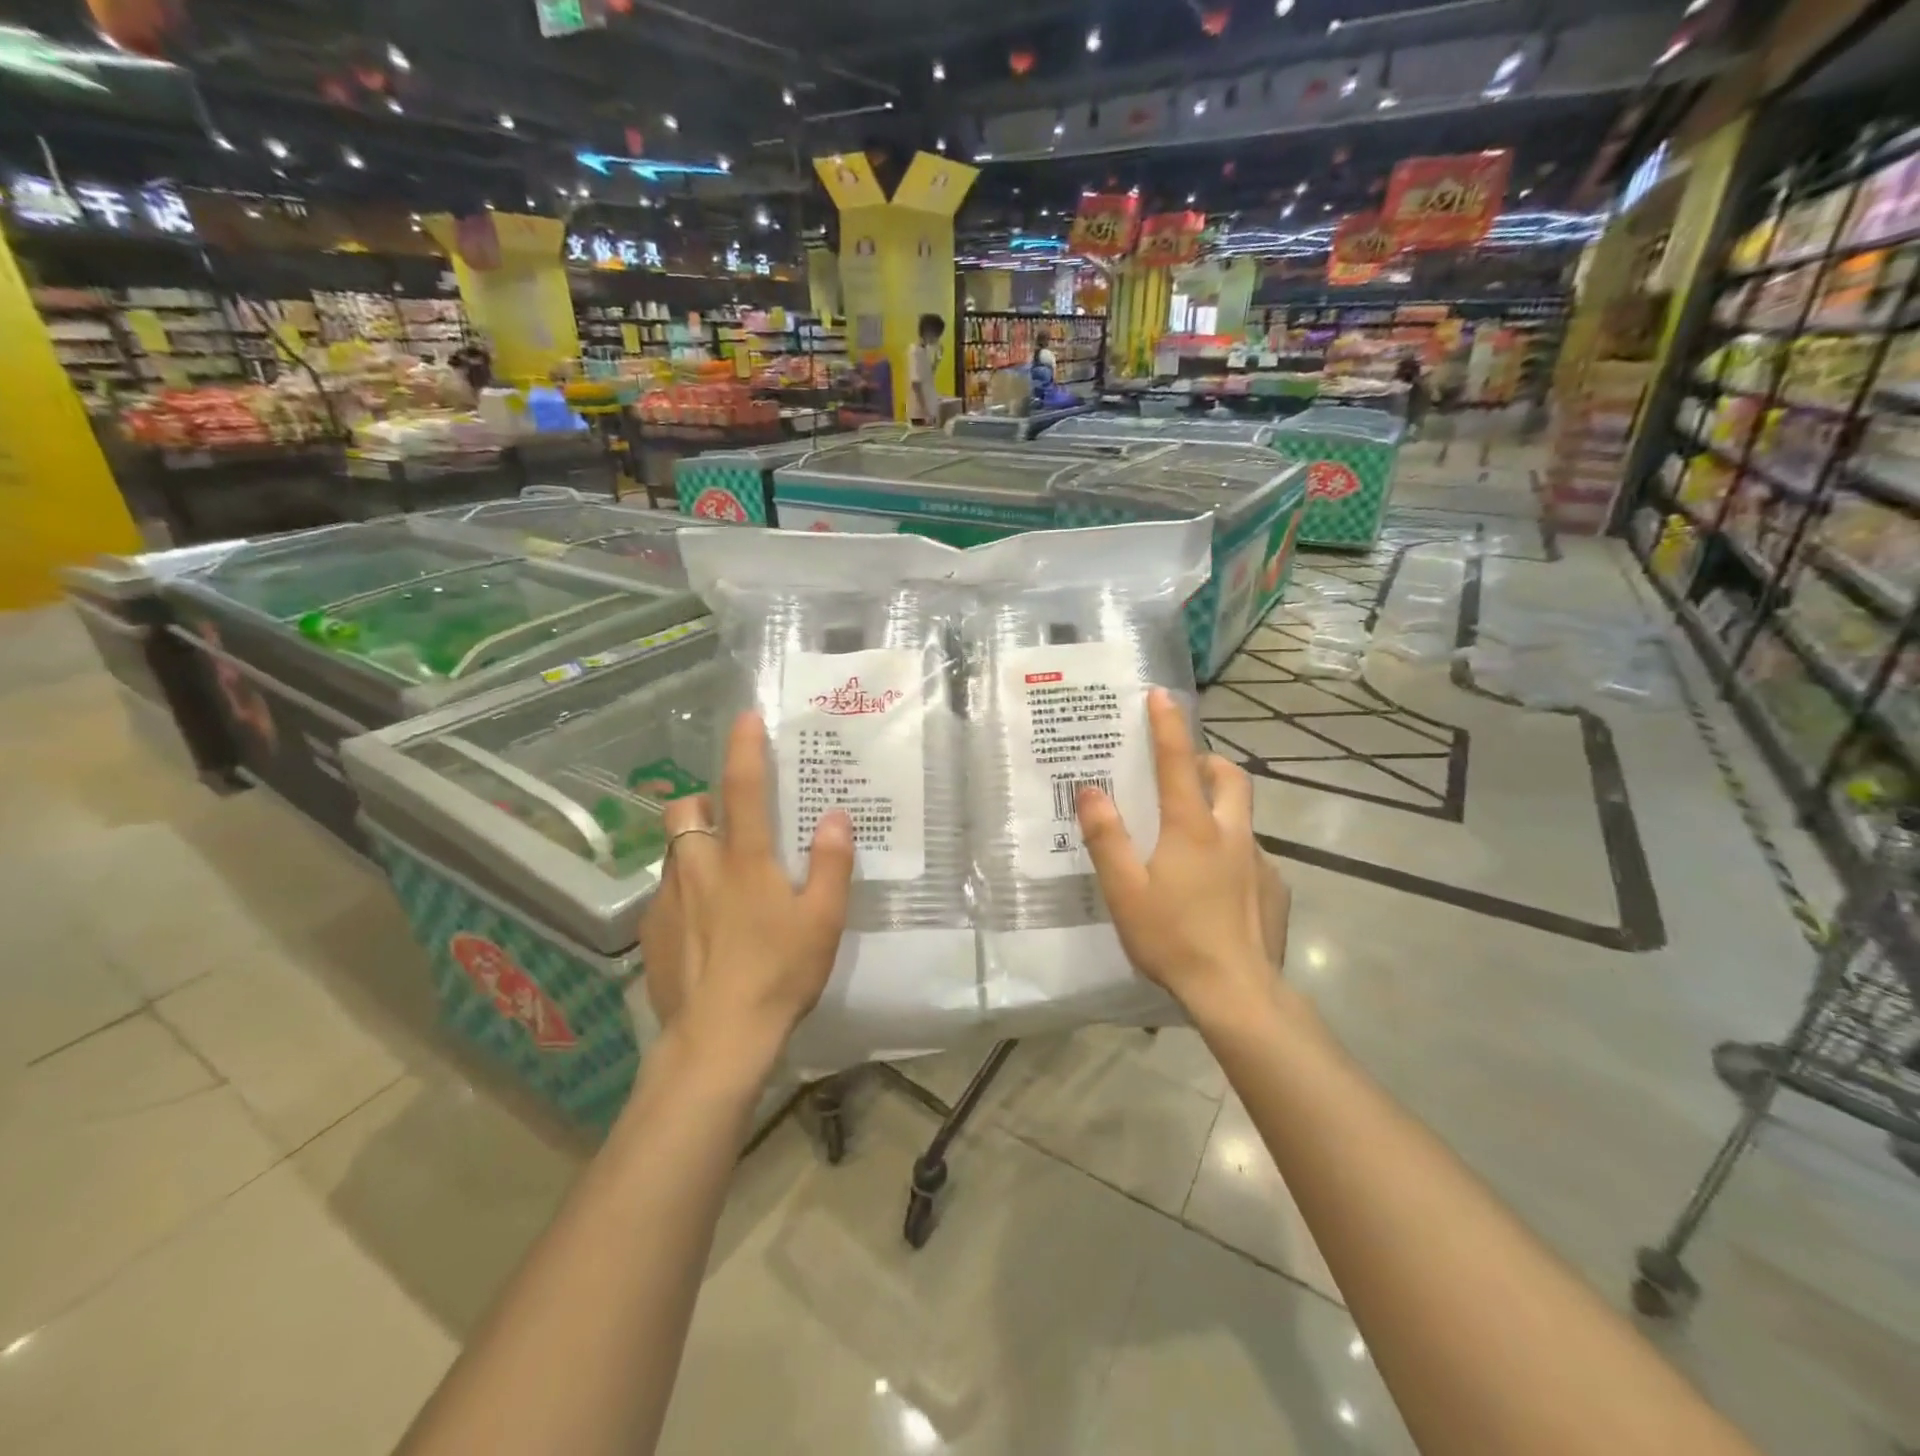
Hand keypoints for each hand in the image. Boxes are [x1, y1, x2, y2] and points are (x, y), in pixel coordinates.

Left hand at [639, 712, 854, 1074]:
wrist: (717, 1039)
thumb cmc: (778, 973)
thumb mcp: (822, 919)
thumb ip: (831, 864)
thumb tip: (835, 816)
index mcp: (745, 860)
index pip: (743, 787)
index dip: (745, 748)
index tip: (746, 718)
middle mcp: (699, 869)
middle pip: (684, 811)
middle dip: (700, 802)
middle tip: (726, 822)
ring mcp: (669, 901)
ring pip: (671, 853)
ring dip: (691, 849)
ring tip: (719, 880)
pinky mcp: (652, 934)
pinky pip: (664, 896)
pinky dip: (683, 894)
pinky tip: (702, 929)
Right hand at [1076, 689, 1291, 1022]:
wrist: (1239, 993)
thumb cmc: (1173, 937)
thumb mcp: (1124, 889)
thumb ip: (1106, 837)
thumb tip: (1090, 790)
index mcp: (1192, 828)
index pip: (1178, 762)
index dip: (1168, 725)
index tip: (1161, 695)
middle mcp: (1232, 834)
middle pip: (1230, 777)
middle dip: (1209, 761)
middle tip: (1185, 772)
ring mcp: (1261, 862)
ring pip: (1242, 818)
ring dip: (1220, 811)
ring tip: (1191, 843)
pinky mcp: (1276, 890)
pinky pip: (1252, 857)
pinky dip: (1232, 855)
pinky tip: (1215, 891)